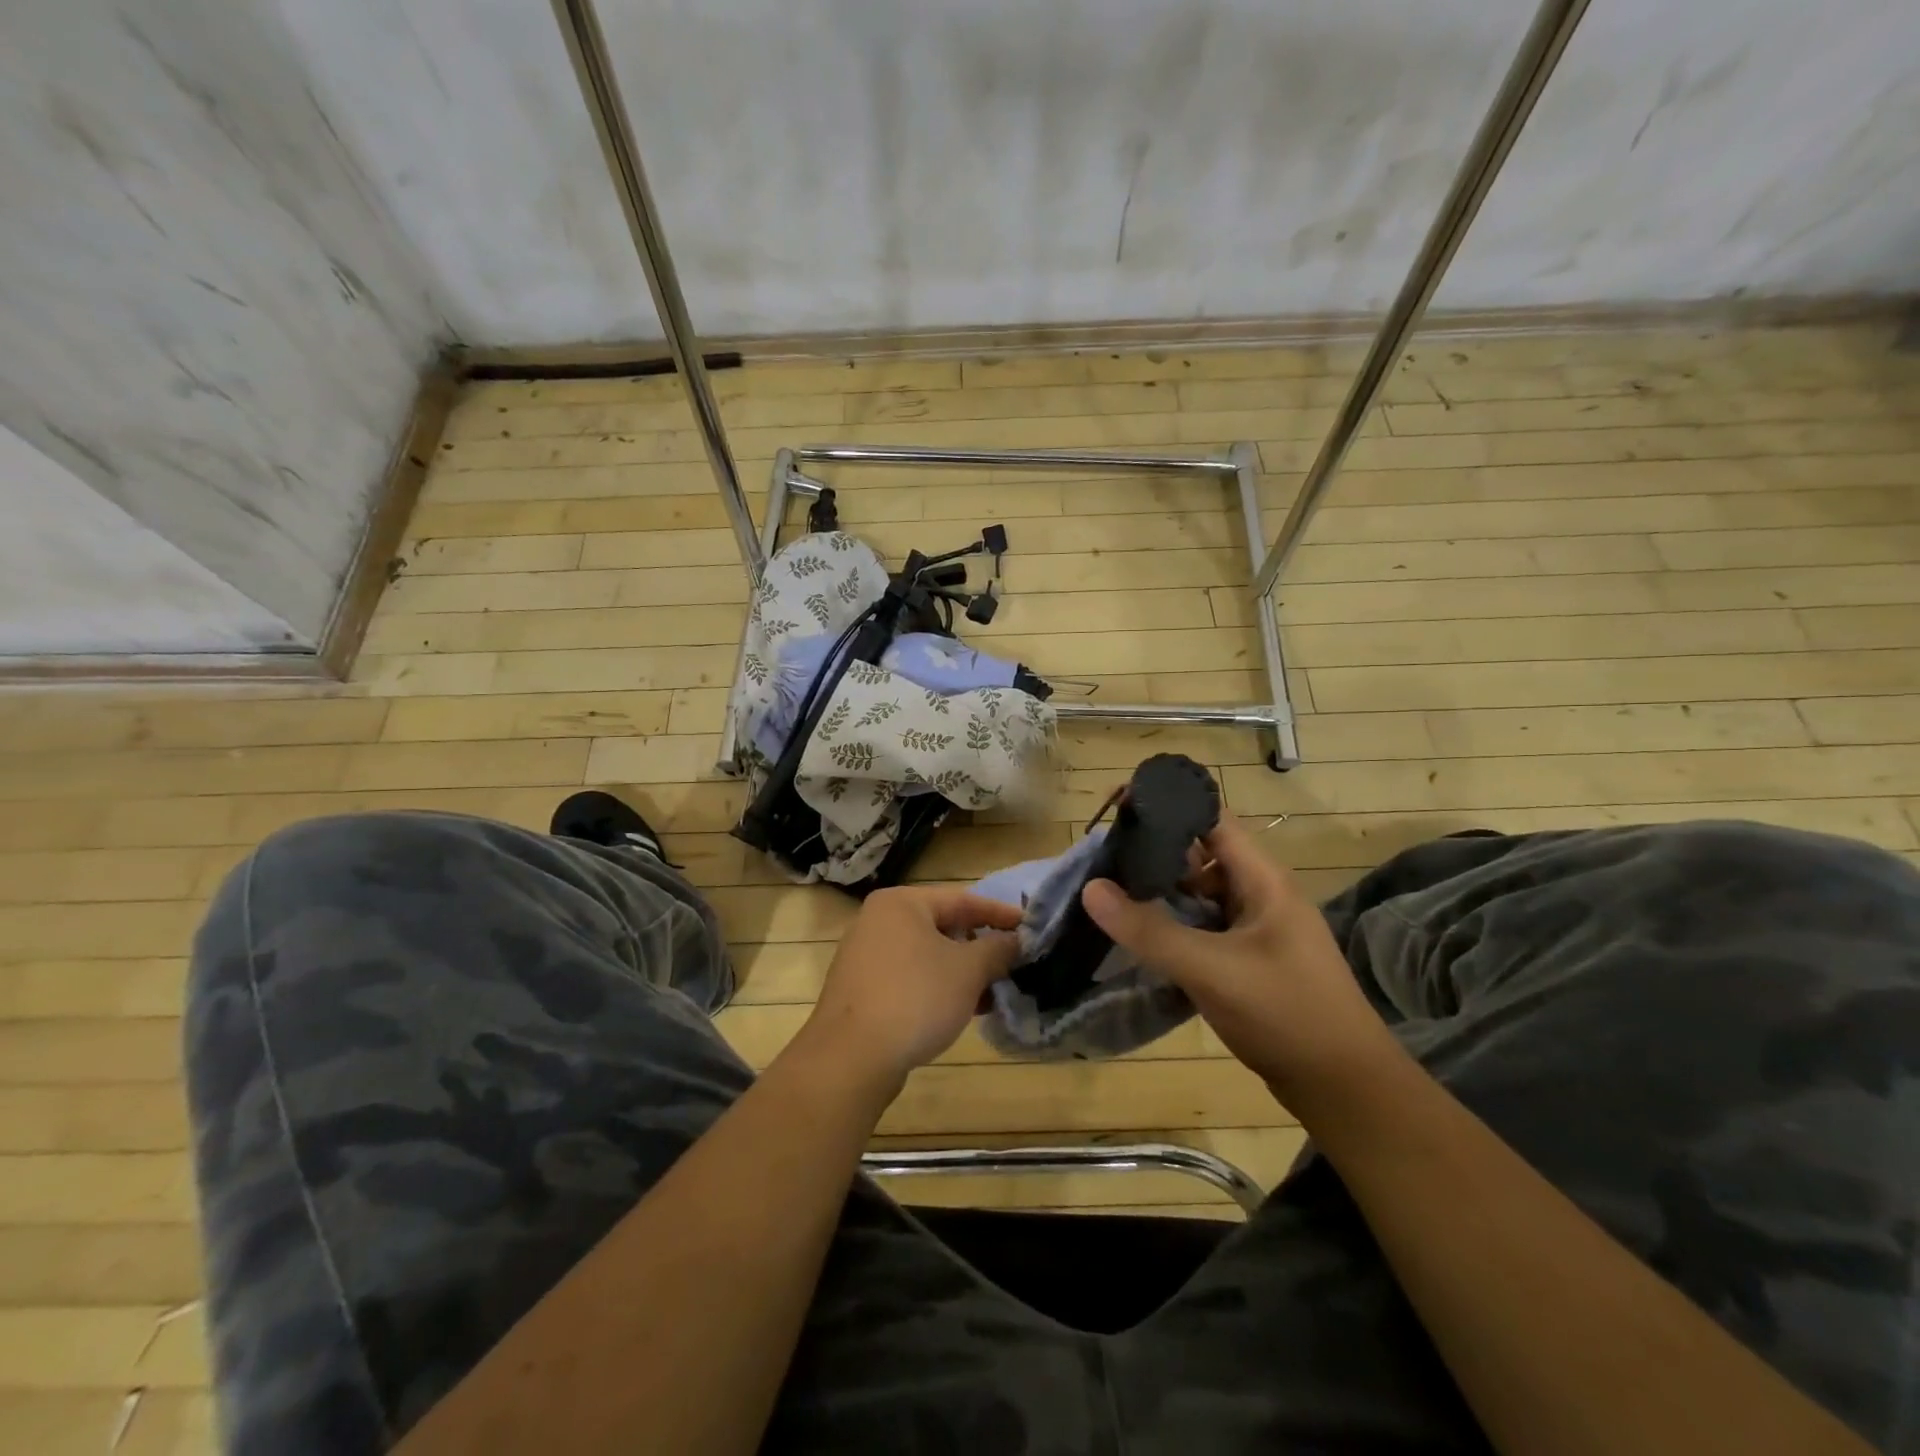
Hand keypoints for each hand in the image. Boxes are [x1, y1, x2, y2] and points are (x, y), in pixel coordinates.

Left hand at [800, 886, 1022, 1087]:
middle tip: (1013, 963)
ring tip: (994, 992)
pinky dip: (938, 987)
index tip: (1030, 927)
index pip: (962, 900)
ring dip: (962, 972)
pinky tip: (964, 1010)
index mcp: (901, 903)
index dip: (999, 914)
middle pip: (943, 926)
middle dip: (980, 947)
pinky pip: (910, 978)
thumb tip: (1016, 941)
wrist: (851, 1058)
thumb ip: (997, 949)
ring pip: (927, 956)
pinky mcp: (862, 990)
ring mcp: (866, 956)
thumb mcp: (968, 970)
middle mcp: (878, 921)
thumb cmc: (915, 998)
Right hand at [1081, 815, 1393, 1097]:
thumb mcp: (1211, 970)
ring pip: (1200, 894)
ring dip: (1162, 892)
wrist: (1344, 1089)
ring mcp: (1256, 928)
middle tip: (1104, 858)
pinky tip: (1141, 936)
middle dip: (1155, 853)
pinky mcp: (1249, 959)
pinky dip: (1173, 924)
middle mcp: (1260, 894)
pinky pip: (1204, 926)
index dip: (1169, 807)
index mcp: (1263, 880)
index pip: (1212, 821)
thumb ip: (1149, 930)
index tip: (1120, 808)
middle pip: (1201, 855)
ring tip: (1112, 893)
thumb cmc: (1286, 1014)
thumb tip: (1091, 889)